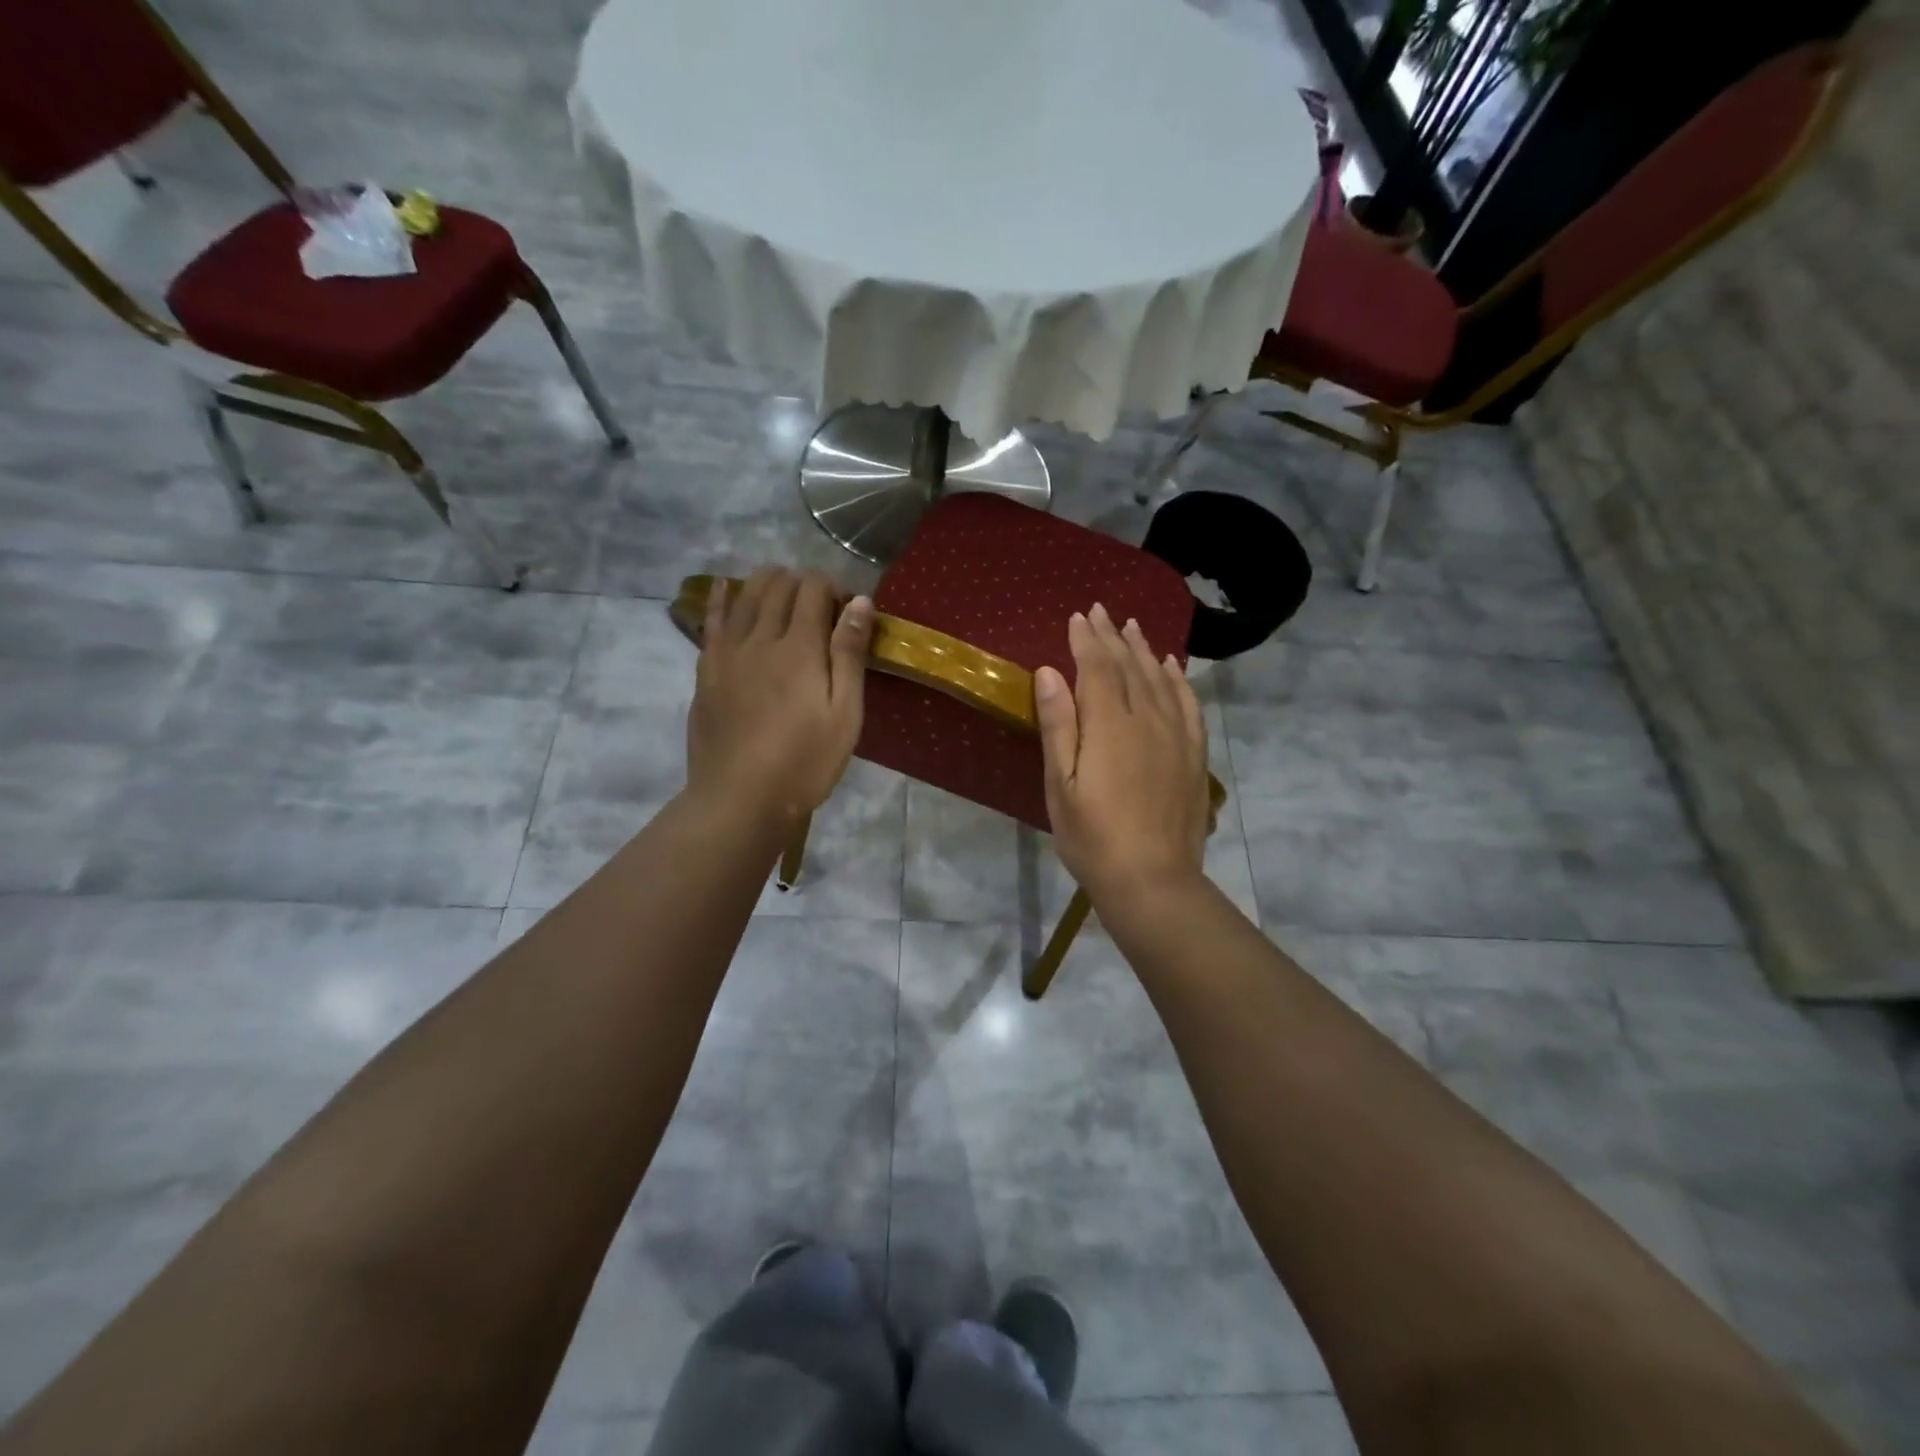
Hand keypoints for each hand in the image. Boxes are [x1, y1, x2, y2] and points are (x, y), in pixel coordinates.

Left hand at [687, 569, 873, 824]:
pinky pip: (711, 621)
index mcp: (799, 647)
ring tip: (783, 585)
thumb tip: (859, 602)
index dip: (834, 586)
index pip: (814, 589)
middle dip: (804, 582)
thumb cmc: (805, 762)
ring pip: (744, 596)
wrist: (739, 798)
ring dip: (767, 582)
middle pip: (779, 587)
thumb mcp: (844, 714)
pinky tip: (723, 586)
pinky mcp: (706, 671)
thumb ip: (849, 655)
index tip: (849, 610)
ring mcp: (727, 653)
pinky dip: (719, 598)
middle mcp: (760, 638)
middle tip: (822, 606)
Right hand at [1035, 602, 1209, 903]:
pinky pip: (1188, 704)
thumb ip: (1059, 725)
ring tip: (1133, 628)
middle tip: (1102, 612)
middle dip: (1113, 637)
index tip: (1078, 617)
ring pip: (1161, 680)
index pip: (1098, 668)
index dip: (1087, 641)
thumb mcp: (1062, 785)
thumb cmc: (1093, 837)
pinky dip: (1178, 680)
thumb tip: (1051, 672)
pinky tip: (1172, 668)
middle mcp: (1147, 720)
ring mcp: (1176, 736)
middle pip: (1130, 667)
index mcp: (1110, 725)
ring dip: (1145, 650)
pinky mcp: (1193, 755)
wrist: (1153, 880)